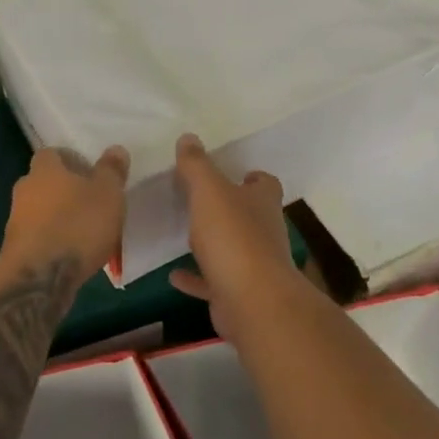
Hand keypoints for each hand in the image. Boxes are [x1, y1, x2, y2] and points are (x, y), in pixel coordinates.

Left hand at [0, 145, 129, 281]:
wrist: (39, 279)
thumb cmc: (77, 226)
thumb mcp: (107, 194)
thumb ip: (111, 170)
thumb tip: (115, 149)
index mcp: (44, 169)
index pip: (53, 153)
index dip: (72, 161)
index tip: (91, 174)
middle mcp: (25, 189)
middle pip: (45, 182)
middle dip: (66, 190)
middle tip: (92, 203)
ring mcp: (16, 221)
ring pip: (41, 211)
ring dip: (59, 217)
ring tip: (85, 233)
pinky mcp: (15, 250)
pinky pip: (39, 237)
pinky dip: (53, 241)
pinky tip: (72, 255)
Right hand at [169, 133, 301, 341]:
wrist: (252, 302)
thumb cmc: (233, 237)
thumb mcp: (209, 192)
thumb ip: (197, 165)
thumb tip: (189, 137)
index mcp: (262, 202)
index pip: (265, 183)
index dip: (251, 177)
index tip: (232, 173)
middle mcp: (264, 231)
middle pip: (249, 215)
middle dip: (229, 208)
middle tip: (198, 199)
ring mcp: (254, 265)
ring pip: (232, 248)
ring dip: (212, 242)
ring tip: (183, 234)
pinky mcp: (238, 293)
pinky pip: (213, 281)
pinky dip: (195, 276)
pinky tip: (173, 274)